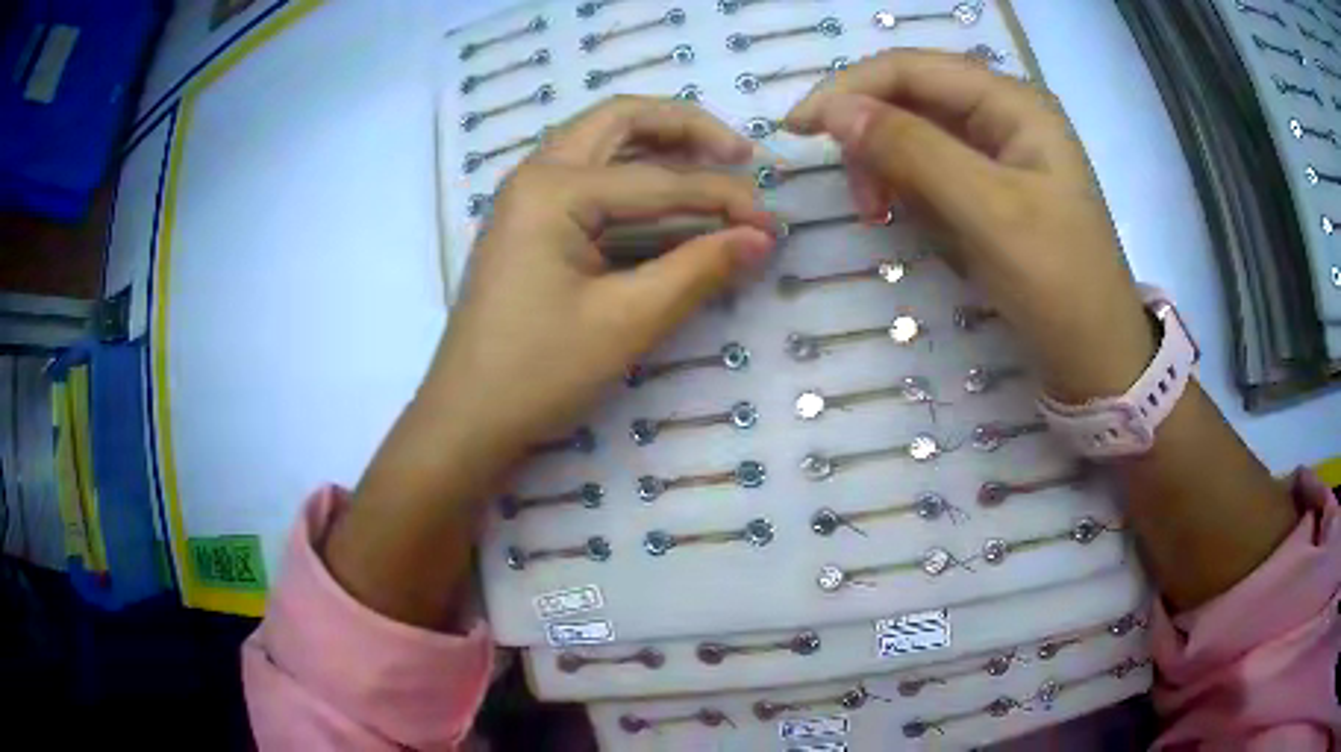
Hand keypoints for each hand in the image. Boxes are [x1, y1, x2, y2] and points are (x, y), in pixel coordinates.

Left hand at [326, 97, 775, 627]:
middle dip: (685, 127)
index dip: (724, 199)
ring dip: (658, 143)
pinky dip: (633, 174)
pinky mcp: (528, 222)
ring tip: (713, 162)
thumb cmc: (539, 372)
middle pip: (620, 119)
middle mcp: (535, 174)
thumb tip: (762, 237)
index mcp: (553, 188)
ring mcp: (526, 195)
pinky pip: (587, 175)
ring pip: (600, 140)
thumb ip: (699, 270)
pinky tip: (666, 197)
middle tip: (739, 152)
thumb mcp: (627, 322)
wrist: (467, 418)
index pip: (660, 181)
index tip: (773, 225)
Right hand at [785, 50, 1153, 400]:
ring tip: (880, 216)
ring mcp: (998, 153)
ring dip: (886, 167)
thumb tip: (835, 111)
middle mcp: (1003, 115)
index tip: (797, 128)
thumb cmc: (1059, 284)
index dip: (850, 88)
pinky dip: (908, 191)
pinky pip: (931, 171)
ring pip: (915, 134)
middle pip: (912, 97)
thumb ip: (914, 152)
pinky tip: (907, 219)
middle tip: (858, 197)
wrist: (1097, 360)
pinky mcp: (989, 189)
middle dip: (871, 135)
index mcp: (1013, 103)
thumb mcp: (989, 214)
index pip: (913, 69)